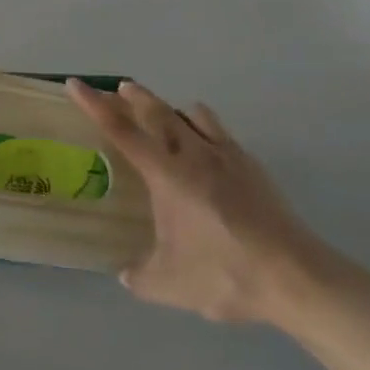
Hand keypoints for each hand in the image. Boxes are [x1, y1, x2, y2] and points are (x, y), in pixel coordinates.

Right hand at [66, 78, 352, 327]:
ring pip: (192, 115)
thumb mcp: (170, 285)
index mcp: (167, 176)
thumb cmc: (225, 275)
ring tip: (163, 113)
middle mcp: (194, 155)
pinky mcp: (251, 165)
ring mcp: (226, 156)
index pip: (122, 131)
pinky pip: (219, 132)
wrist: (294, 276)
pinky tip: (205, 146)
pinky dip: (202, 127)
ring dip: (170, 108)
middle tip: (119, 89)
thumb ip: (141, 277)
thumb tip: (126, 272)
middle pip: (157, 111)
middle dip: (134, 97)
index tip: (76, 84)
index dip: (95, 105)